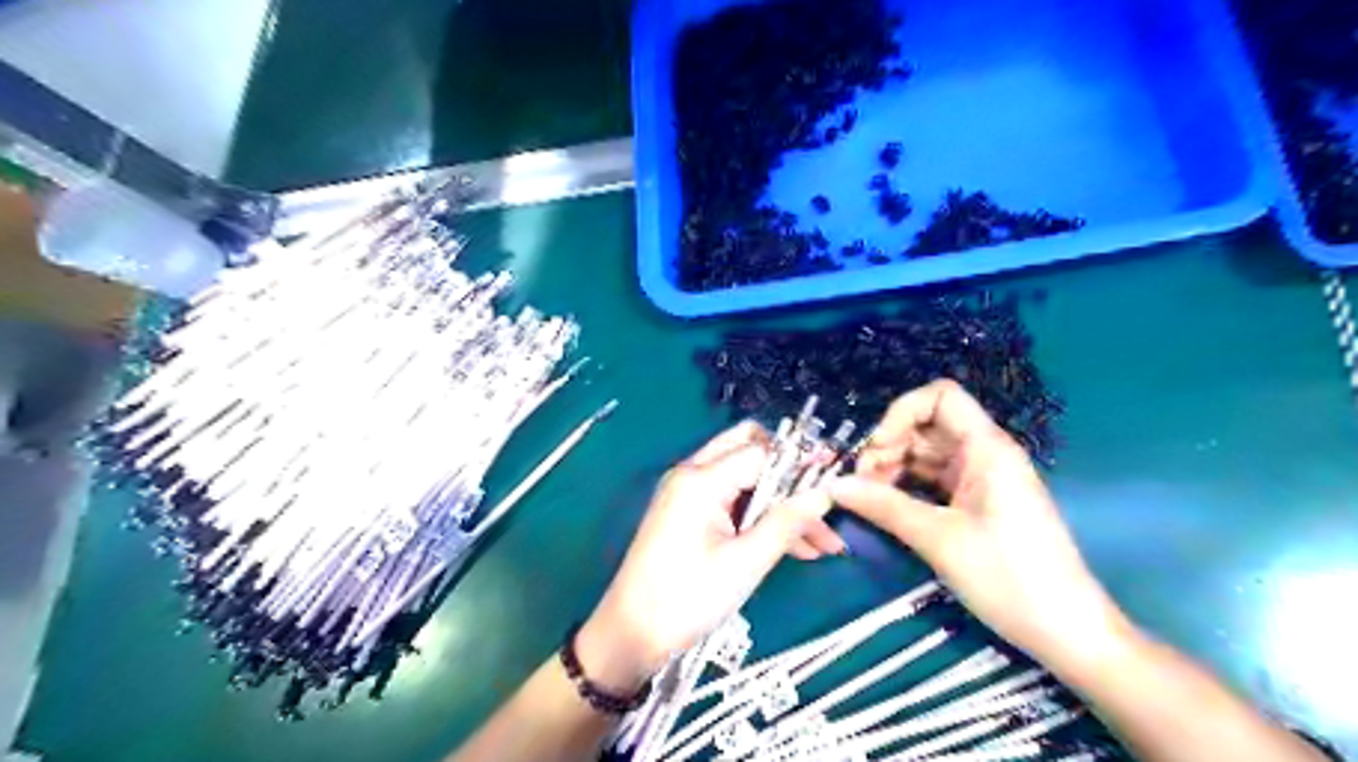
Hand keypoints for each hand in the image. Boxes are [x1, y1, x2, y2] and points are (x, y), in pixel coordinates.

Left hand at [584, 419, 838, 692]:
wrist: (630, 633)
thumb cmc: (686, 598)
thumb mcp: (745, 563)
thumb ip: (786, 523)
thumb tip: (825, 493)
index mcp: (701, 479)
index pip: (762, 452)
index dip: (801, 464)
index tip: (836, 481)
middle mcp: (692, 474)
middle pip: (749, 450)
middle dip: (790, 474)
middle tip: (822, 501)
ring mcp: (688, 493)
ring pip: (745, 479)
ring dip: (780, 502)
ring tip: (822, 542)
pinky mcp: (688, 513)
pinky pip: (732, 500)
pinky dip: (760, 516)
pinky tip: (796, 547)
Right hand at [827, 378, 1136, 666]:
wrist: (1067, 632)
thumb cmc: (1009, 577)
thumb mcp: (939, 539)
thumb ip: (883, 506)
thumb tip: (833, 486)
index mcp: (986, 448)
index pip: (940, 397)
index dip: (901, 413)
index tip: (875, 449)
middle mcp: (984, 454)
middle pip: (926, 426)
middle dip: (888, 446)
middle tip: (861, 483)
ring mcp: (982, 479)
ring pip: (926, 455)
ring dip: (893, 469)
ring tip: (867, 499)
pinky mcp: (978, 503)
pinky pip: (933, 480)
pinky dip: (907, 488)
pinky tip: (886, 508)